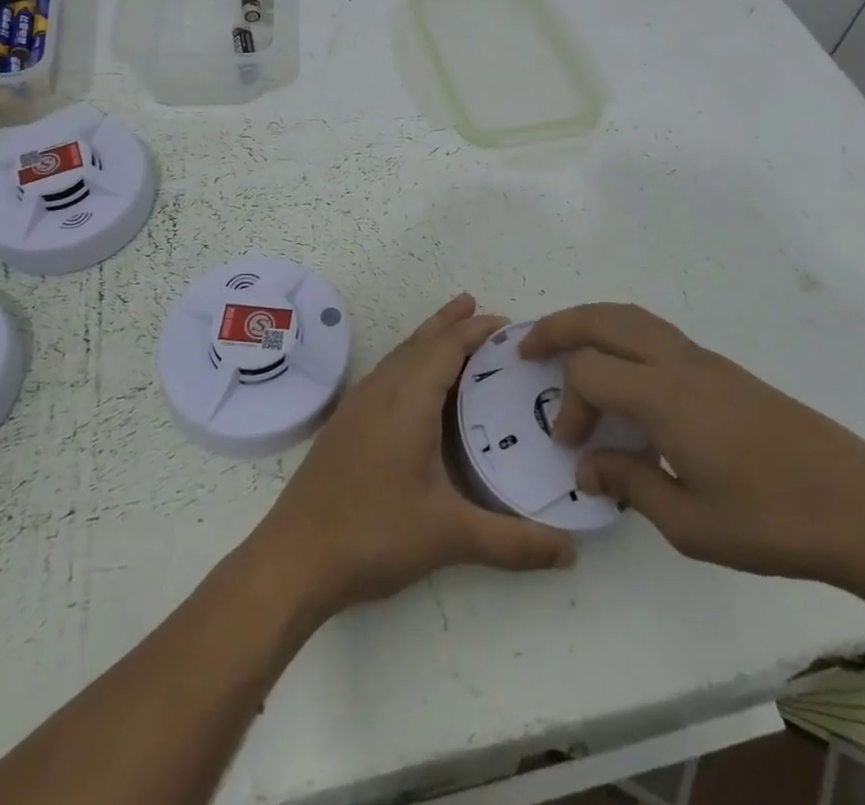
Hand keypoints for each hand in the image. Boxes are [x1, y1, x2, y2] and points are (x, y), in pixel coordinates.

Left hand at [257, 295, 575, 618]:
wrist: (294, 558)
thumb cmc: (374, 534)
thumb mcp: (450, 537)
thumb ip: (513, 543)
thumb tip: (570, 552)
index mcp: (407, 401)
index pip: (446, 348)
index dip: (474, 330)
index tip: (505, 322)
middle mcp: (380, 391)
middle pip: (419, 341)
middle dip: (450, 322)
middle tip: (478, 306)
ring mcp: (356, 406)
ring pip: (398, 356)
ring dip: (426, 339)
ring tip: (451, 335)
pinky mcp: (343, 424)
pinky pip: (384, 374)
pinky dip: (408, 362)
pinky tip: (414, 386)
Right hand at [520, 304, 864, 594]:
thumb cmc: (772, 521)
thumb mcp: (691, 522)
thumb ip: (630, 483)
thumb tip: (586, 466)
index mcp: (665, 395)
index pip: (589, 373)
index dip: (568, 406)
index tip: (573, 449)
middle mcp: (680, 363)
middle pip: (604, 319)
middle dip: (559, 326)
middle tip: (527, 345)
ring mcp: (706, 361)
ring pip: (634, 318)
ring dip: (592, 323)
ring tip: (567, 344)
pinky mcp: (727, 371)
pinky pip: (659, 335)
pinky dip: (624, 337)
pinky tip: (626, 374)